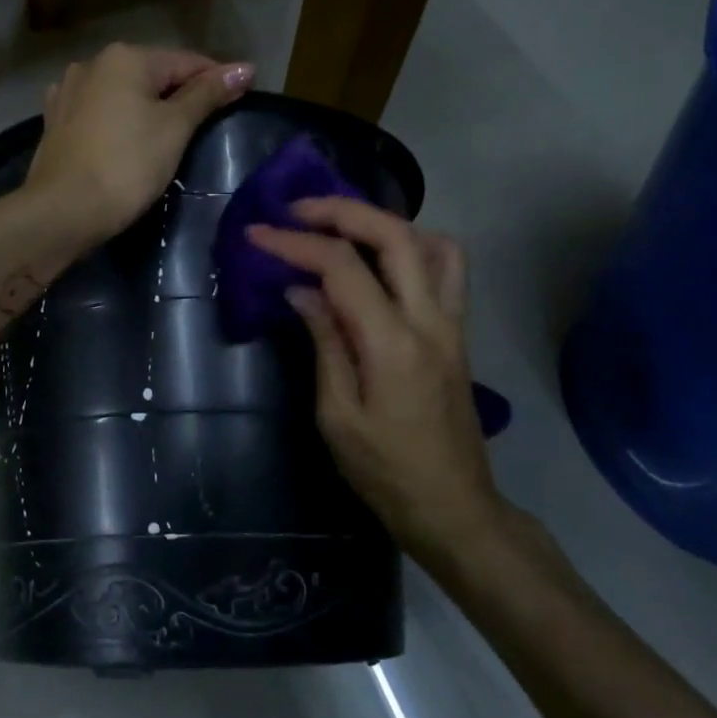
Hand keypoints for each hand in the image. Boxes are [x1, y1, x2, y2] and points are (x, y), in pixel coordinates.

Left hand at [25, 44, 254, 249]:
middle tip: (208, 123)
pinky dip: (118, 120)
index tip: (242, 95)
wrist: (62, 211)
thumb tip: (245, 68)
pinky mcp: (55, 121)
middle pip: (151, 75)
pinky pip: (99, 113)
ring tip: (169, 134)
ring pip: (122, 94)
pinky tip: (125, 137)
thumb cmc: (127, 165)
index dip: (217, 78)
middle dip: (180, 93)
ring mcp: (68, 92)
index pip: (186, 62)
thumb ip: (207, 95)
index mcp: (125, 58)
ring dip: (147, 107)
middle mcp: (93, 63)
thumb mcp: (175, 128)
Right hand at [247, 199, 503, 567]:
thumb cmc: (385, 471)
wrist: (453, 507)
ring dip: (385, 223)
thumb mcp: (337, 415)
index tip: (258, 234)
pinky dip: (415, 247)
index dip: (296, 243)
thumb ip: (325, 343)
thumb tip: (301, 290)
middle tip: (298, 210)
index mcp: (392, 343)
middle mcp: (431, 319)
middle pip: (394, 234)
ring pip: (433, 242)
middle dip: (341, 210)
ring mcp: (452, 323)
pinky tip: (383, 262)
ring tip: (343, 230)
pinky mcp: (458, 332)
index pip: (342, 267)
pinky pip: (448, 268)